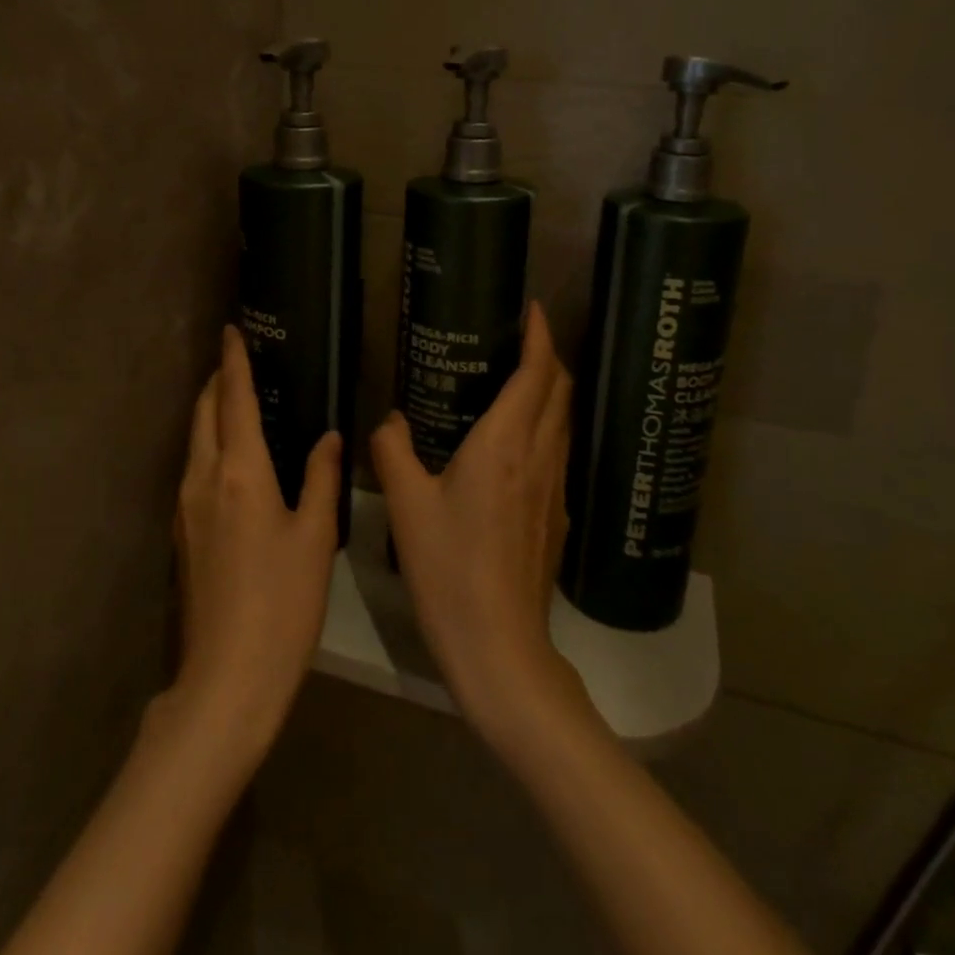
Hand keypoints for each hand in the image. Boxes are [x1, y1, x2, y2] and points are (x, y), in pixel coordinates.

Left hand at [171, 325, 340, 751]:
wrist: (228, 677)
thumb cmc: (282, 603)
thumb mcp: (314, 537)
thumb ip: (320, 478)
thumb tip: (328, 437)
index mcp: (240, 471)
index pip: (235, 399)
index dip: (234, 361)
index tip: (233, 330)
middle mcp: (204, 478)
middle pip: (204, 412)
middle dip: (219, 380)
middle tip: (241, 360)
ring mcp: (187, 506)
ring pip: (195, 439)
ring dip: (212, 410)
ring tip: (239, 399)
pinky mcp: (183, 531)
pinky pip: (194, 466)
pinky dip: (210, 443)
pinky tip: (234, 455)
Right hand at [371, 303, 591, 745]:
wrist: (500, 645)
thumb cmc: (449, 567)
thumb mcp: (407, 505)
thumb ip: (393, 452)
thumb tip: (390, 420)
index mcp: (505, 444)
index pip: (537, 374)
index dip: (541, 336)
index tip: (534, 310)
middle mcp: (539, 456)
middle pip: (560, 391)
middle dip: (549, 357)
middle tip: (522, 340)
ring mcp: (555, 488)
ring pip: (564, 422)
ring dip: (551, 392)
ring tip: (521, 380)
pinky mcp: (559, 516)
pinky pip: (559, 452)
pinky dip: (548, 428)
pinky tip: (520, 443)